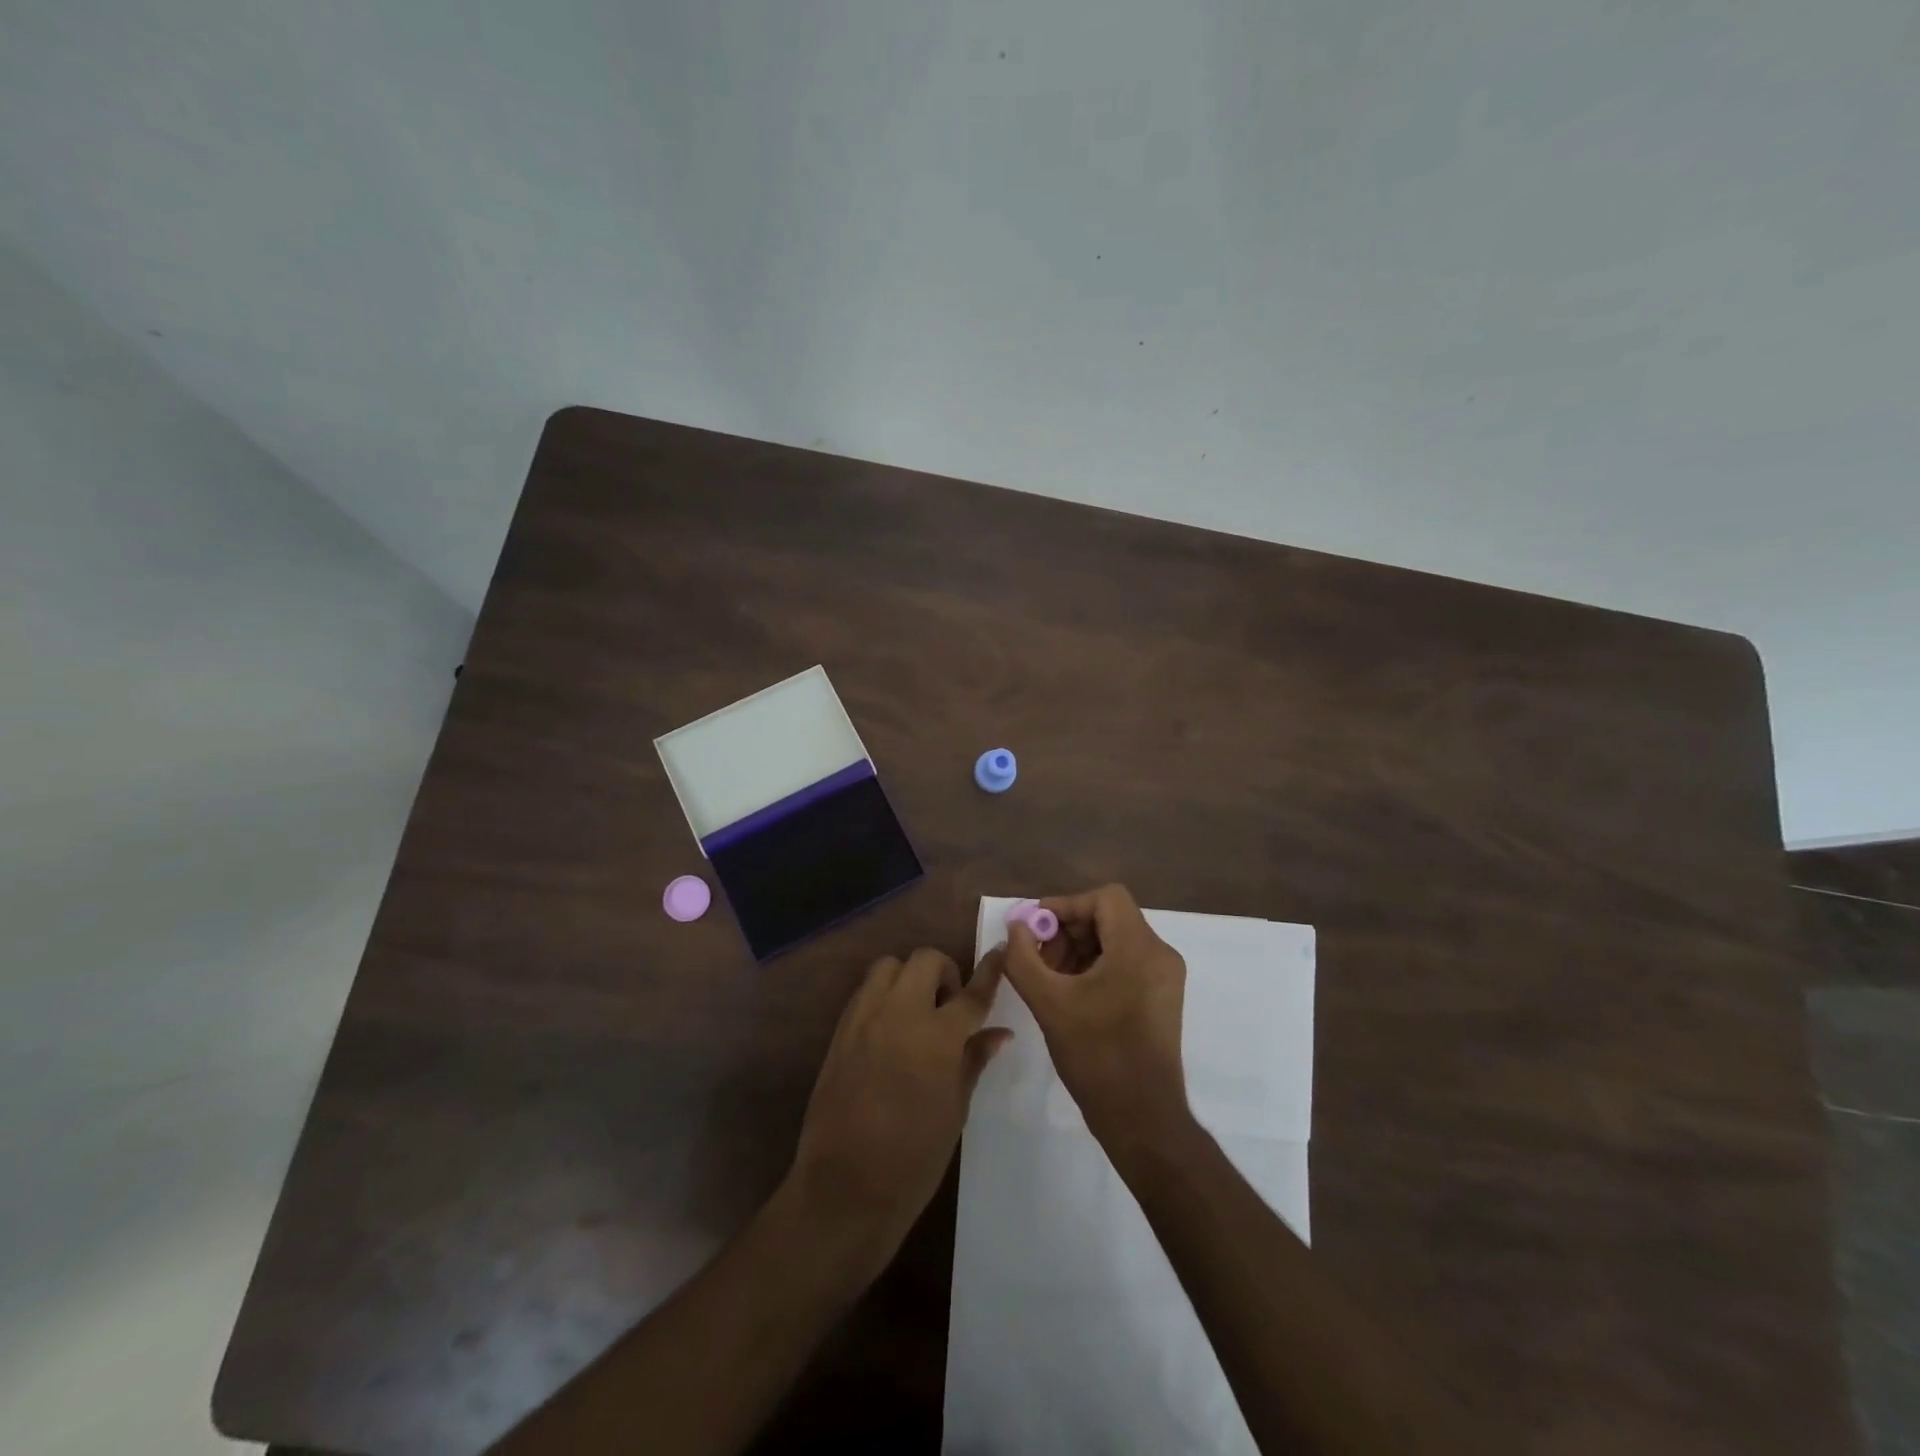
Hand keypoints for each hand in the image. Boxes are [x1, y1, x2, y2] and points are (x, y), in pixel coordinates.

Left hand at [784, 948, 1010, 1274]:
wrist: (845, 1188)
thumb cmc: (914, 1158)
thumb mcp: (955, 1110)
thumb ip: (973, 1061)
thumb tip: (998, 1034)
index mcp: (936, 1037)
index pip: (971, 993)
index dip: (989, 971)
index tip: (1000, 951)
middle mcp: (899, 1014)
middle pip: (925, 960)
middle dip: (945, 972)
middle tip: (949, 1005)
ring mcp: (864, 1018)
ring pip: (889, 966)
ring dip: (909, 977)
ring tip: (916, 1012)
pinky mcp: (840, 1031)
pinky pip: (865, 991)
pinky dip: (883, 995)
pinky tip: (890, 1029)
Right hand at [995, 884, 1189, 1152]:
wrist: (1142, 1118)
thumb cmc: (1096, 1055)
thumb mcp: (1049, 1002)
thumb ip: (1023, 958)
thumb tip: (1015, 927)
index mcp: (1139, 948)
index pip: (1105, 898)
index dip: (1066, 905)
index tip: (1036, 929)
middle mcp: (1160, 954)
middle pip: (1110, 918)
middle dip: (1069, 931)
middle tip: (1037, 957)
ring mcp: (1165, 978)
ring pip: (1117, 941)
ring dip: (1079, 950)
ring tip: (1049, 978)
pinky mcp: (1162, 999)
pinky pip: (1127, 963)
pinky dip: (1096, 967)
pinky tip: (1070, 994)